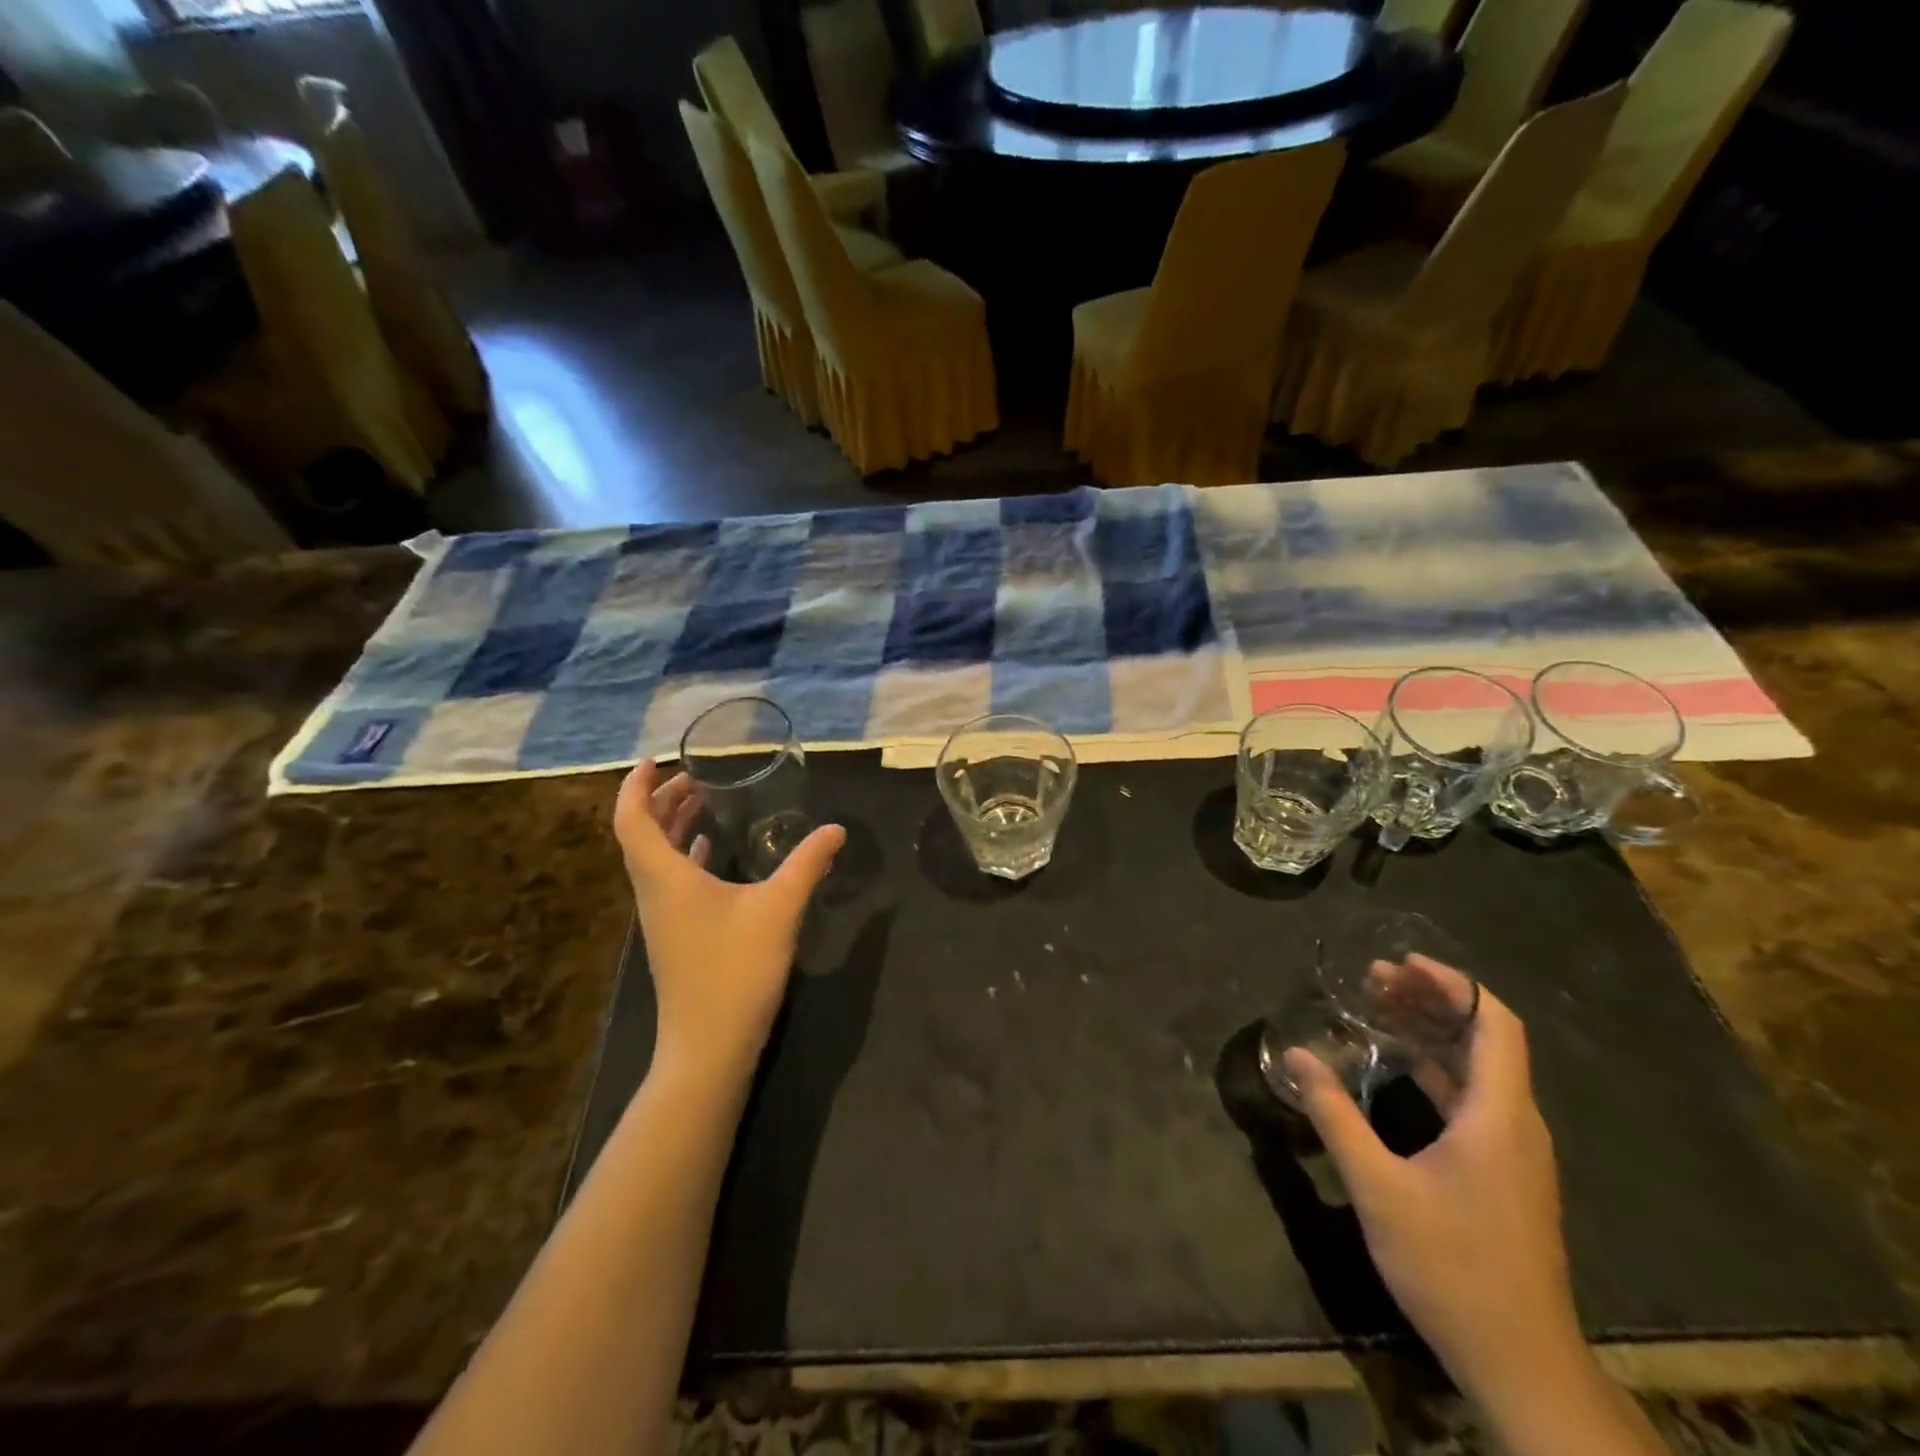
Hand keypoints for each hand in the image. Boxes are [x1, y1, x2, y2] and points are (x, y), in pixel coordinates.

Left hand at [613, 762, 845, 1083]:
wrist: (708, 1046)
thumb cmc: (736, 971)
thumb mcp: (779, 909)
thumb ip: (808, 864)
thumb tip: (836, 829)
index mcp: (665, 877)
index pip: (631, 819)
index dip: (636, 786)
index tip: (655, 760)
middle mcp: (654, 892)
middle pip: (641, 834)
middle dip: (660, 799)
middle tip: (692, 776)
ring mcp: (661, 917)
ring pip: (653, 858)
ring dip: (670, 825)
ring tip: (700, 802)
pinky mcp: (674, 935)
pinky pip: (668, 880)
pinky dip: (683, 855)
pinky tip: (708, 852)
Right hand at [1285, 969, 1579, 1403]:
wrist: (1519, 1360)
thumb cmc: (1452, 1266)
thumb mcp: (1378, 1187)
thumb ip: (1335, 1115)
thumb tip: (1298, 1055)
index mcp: (1499, 1117)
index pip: (1495, 1025)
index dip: (1453, 984)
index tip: (1401, 963)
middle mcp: (1516, 1123)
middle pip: (1485, 1039)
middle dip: (1431, 1000)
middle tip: (1373, 978)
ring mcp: (1512, 1150)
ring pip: (1477, 1068)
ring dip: (1431, 1032)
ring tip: (1377, 1008)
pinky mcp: (1503, 1171)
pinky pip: (1472, 1097)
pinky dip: (1435, 1067)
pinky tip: (1394, 1066)